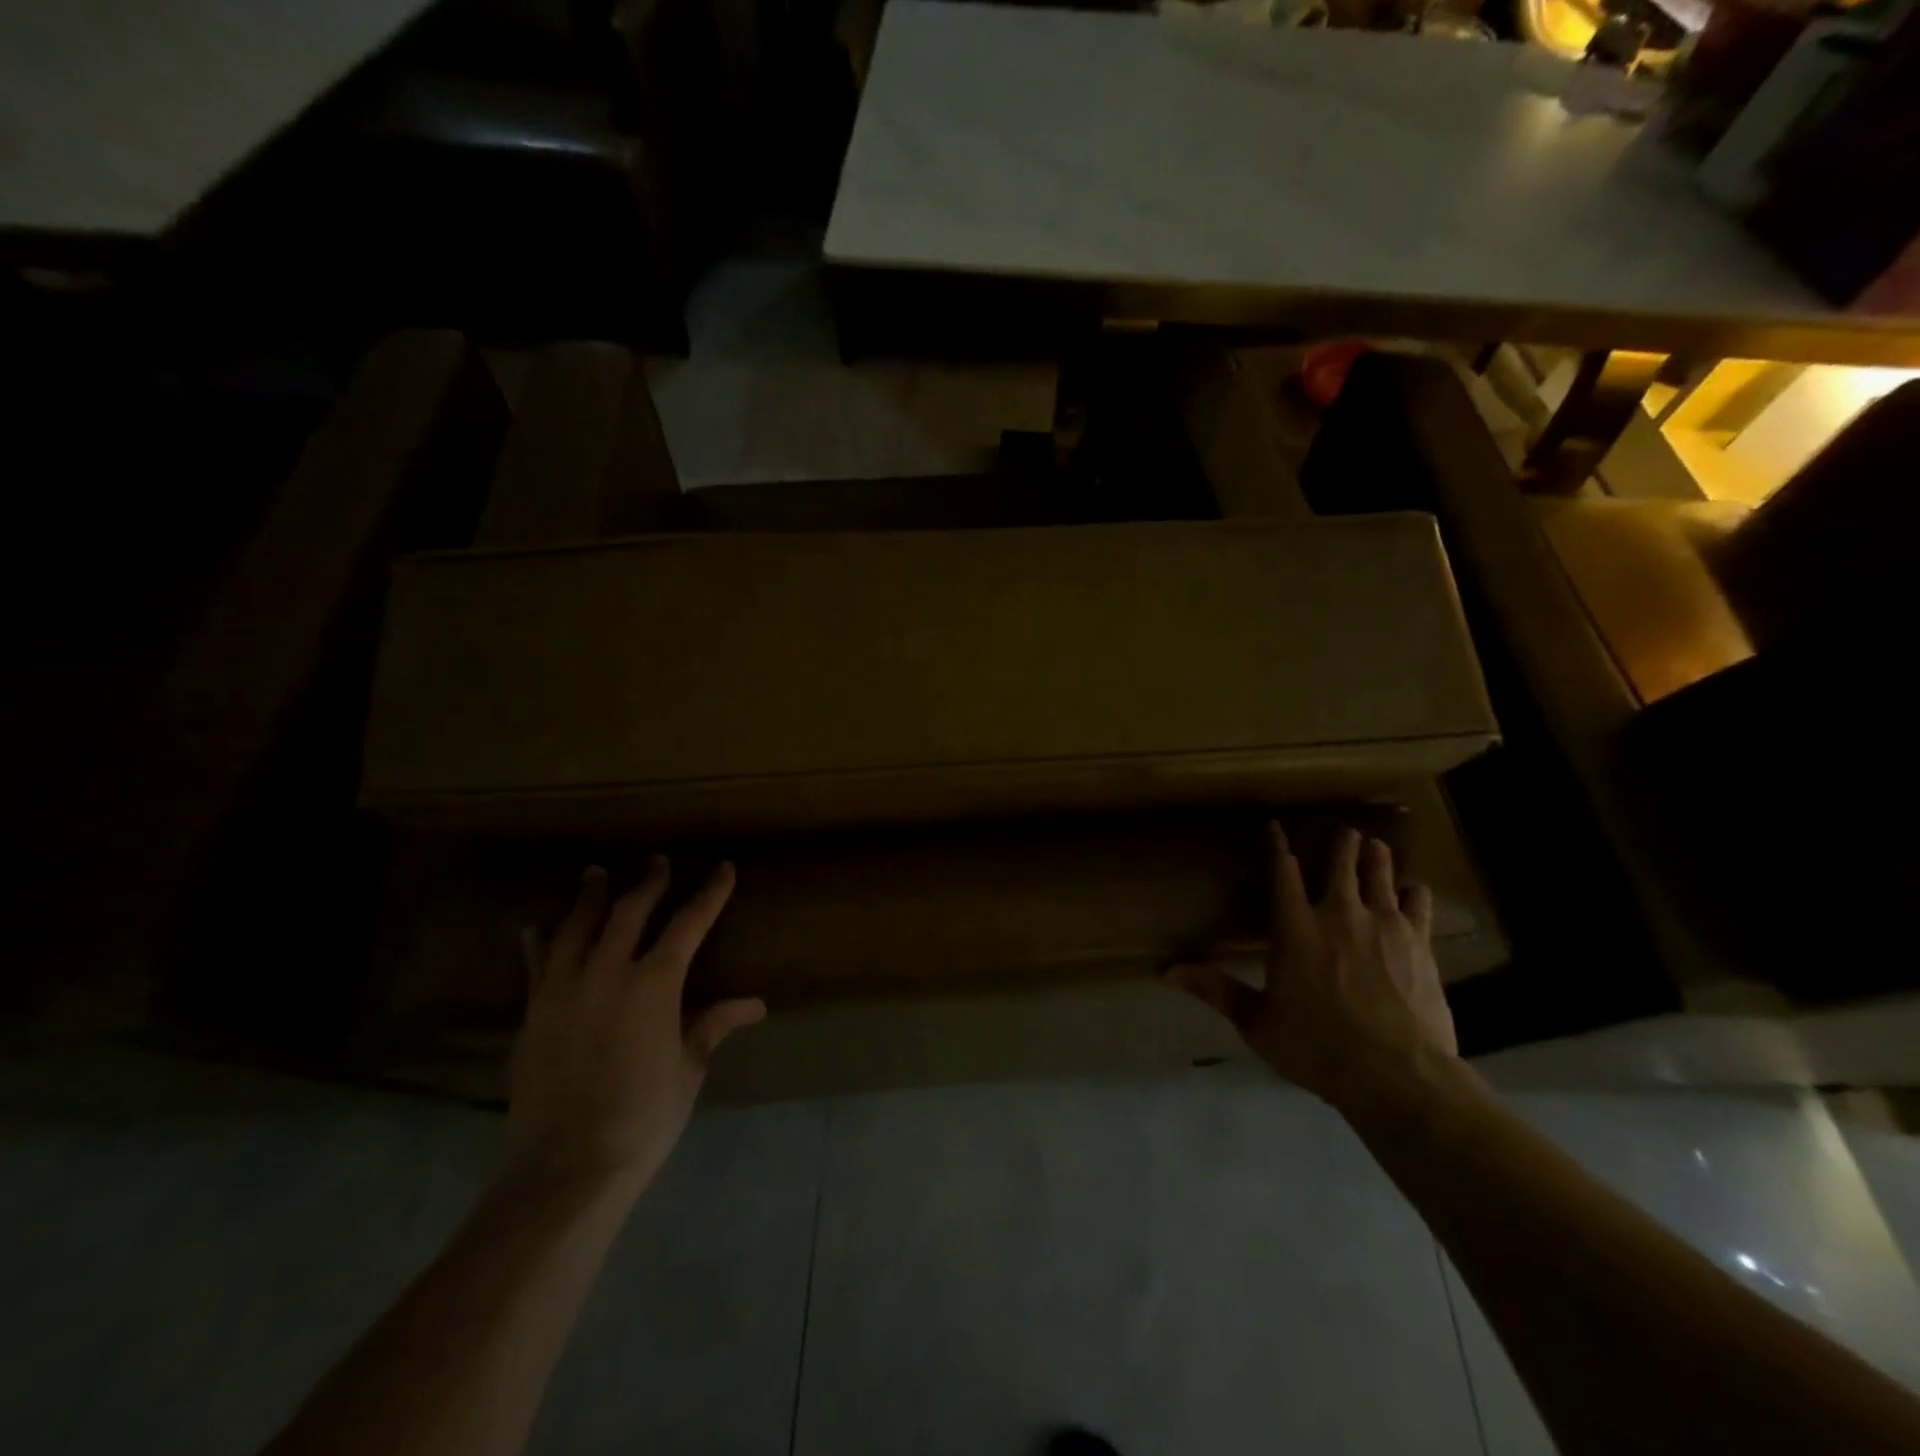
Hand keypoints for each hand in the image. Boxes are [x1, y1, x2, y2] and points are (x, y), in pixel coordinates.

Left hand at [506, 859, 764, 1195]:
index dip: (710, 894)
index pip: (689, 923)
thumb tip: (755, 1004)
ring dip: (591, 898)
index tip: (723, 869)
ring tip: (596, 874)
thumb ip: (714, 1025)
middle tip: (657, 862)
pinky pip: (536, 964)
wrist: (566, 1166)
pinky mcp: (533, 1013)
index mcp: (655, 983)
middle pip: (630, 912)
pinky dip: (539, 941)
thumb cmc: (644, 1116)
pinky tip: (535, 927)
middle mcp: (608, 972)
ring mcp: (564, 989)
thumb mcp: (689, 1068)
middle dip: (649, 883)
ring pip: (577, 927)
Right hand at [1168, 823, 1457, 1114]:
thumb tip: (1167, 971)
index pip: (1282, 873)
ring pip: (1381, 876)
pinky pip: (1418, 905)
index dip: (1277, 846)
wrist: (1397, 1075)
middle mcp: (1339, 916)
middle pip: (1341, 865)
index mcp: (1295, 929)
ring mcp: (1384, 926)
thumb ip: (1217, 990)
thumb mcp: (1257, 1023)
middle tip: (1346, 831)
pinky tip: (1414, 890)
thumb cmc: (1317, 1048)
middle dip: (1342, 844)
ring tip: (1375, 845)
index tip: (1276, 825)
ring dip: (1376, 858)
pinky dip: (1414, 892)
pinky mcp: (1419, 944)